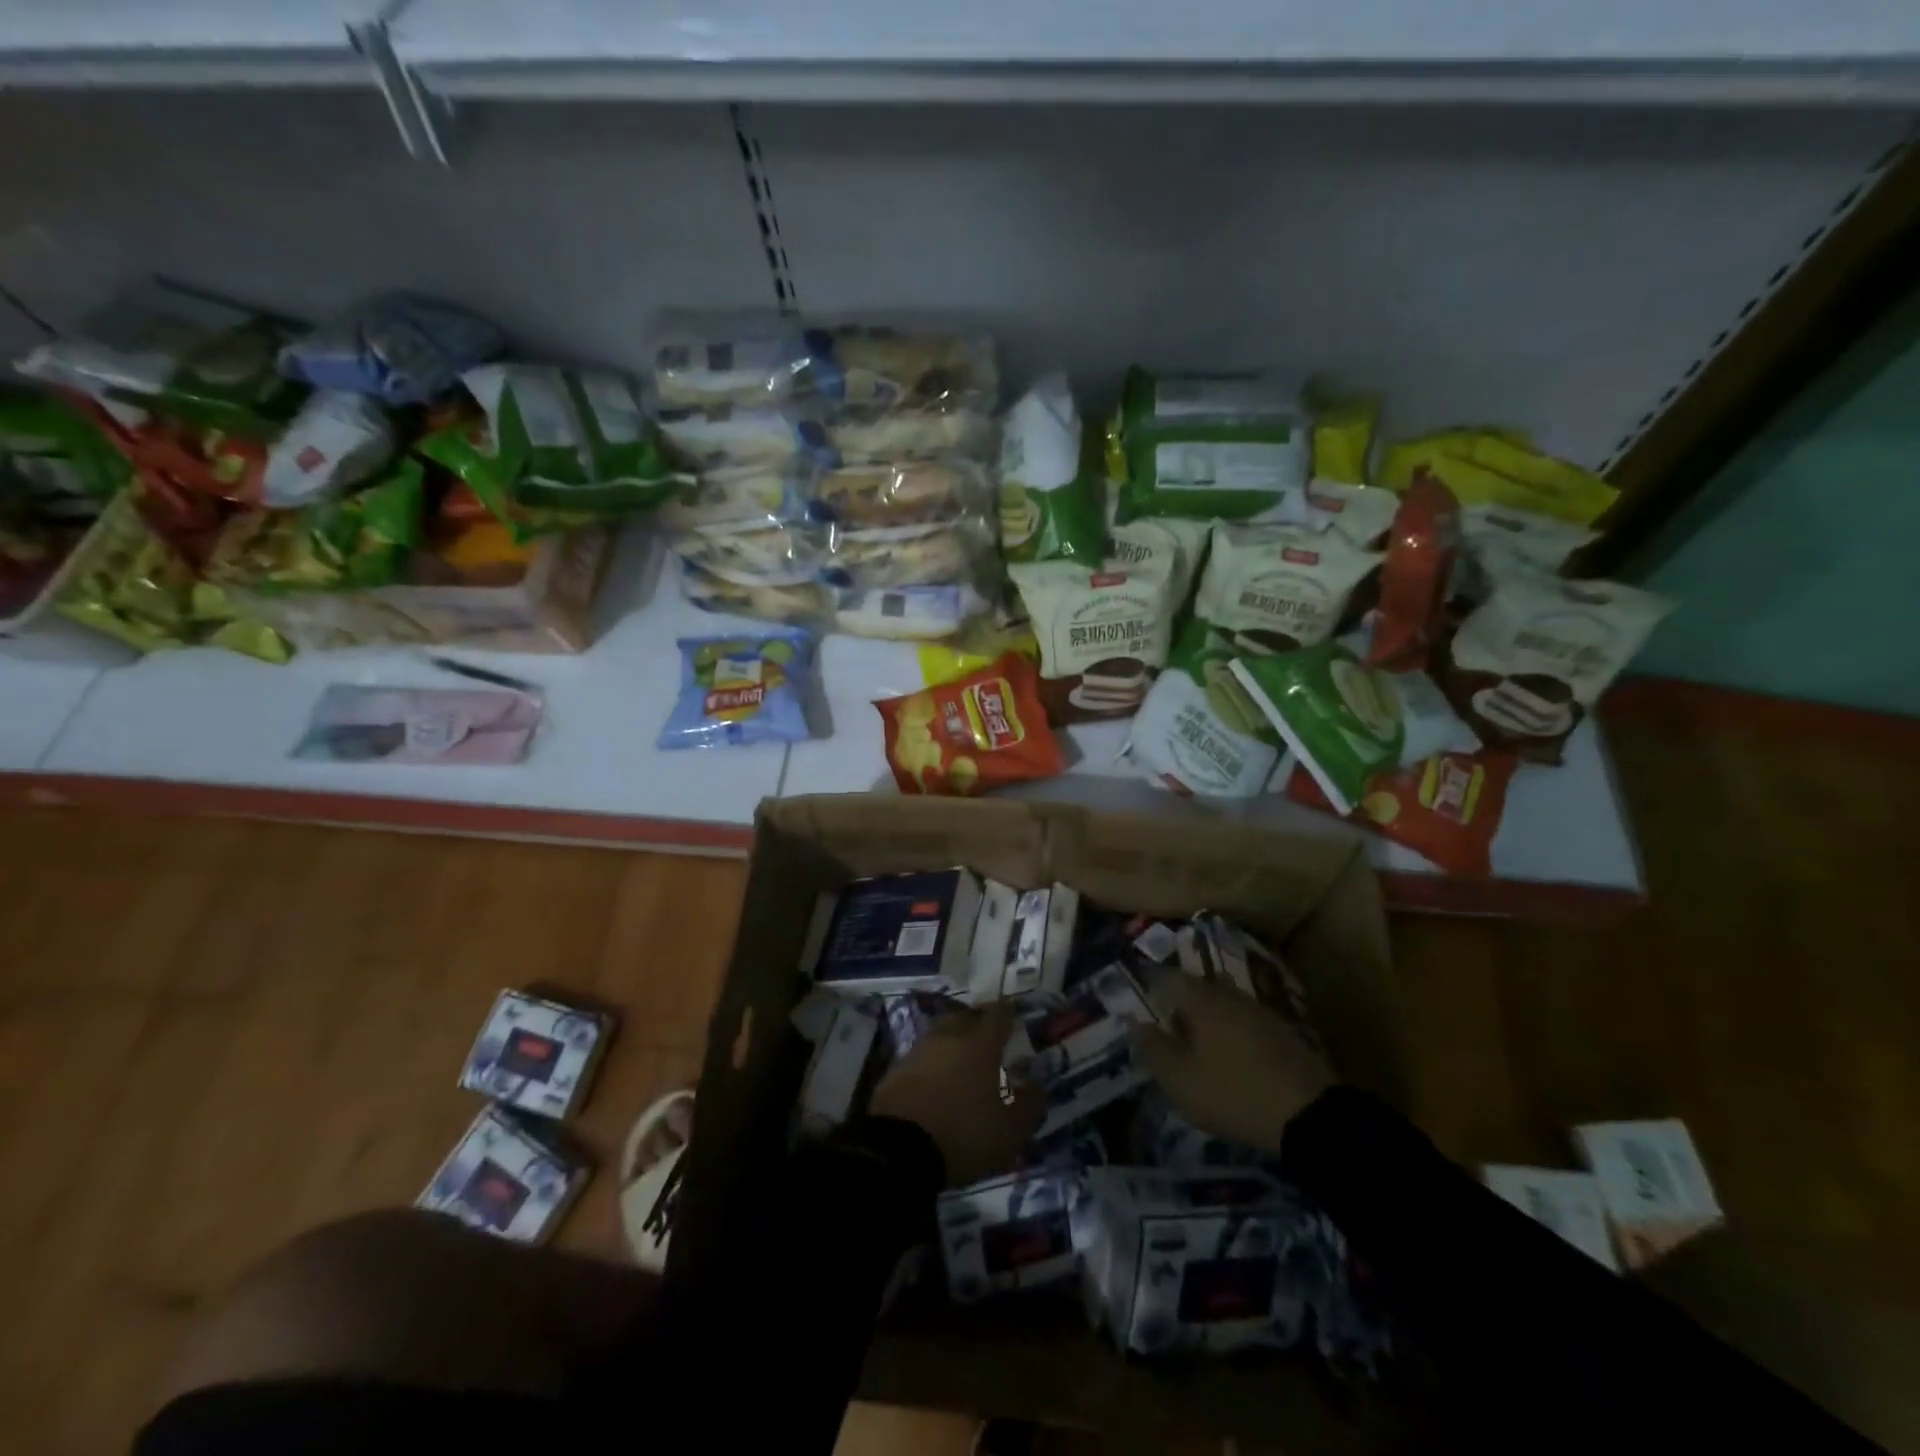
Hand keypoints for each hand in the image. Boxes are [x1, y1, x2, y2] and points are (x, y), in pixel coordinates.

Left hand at [871, 1002, 1042, 1186]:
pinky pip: (921, 1057)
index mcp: (980, 1045)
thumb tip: (1037, 1086)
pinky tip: (936, 1077)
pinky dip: (932, 1061)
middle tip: (988, 1028)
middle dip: (978, 1019)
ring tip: (962, 1053)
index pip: (998, 1015)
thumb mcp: (1010, 1130)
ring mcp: (919, 1051)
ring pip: (941, 1034)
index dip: (1007, 1011)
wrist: (898, 1148)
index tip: (1013, 1008)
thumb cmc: (964, 1133)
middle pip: (965, 1016)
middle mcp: (948, 1038)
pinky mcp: (895, 1071)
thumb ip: (1030, 1105)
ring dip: (953, 1039)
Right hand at [1131, 972, 1334, 1155]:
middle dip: (1178, 1002)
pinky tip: (1229, 1056)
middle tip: (1166, 1027)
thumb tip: (1136, 1022)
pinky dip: (1230, 1031)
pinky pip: (1243, 1021)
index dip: (1148, 985)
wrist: (1309, 1115)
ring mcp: (1259, 1010)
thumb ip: (1152, 1048)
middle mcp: (1229, 994)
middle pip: (1196, 987)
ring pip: (1222, 1003)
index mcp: (1200, 998)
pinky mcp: (1282, 1031)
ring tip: (1196, 1045)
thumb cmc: (1232, 1092)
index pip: (1165, 977)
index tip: (1139, 1002)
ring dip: (1205, 1018)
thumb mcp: (1179, 1079)